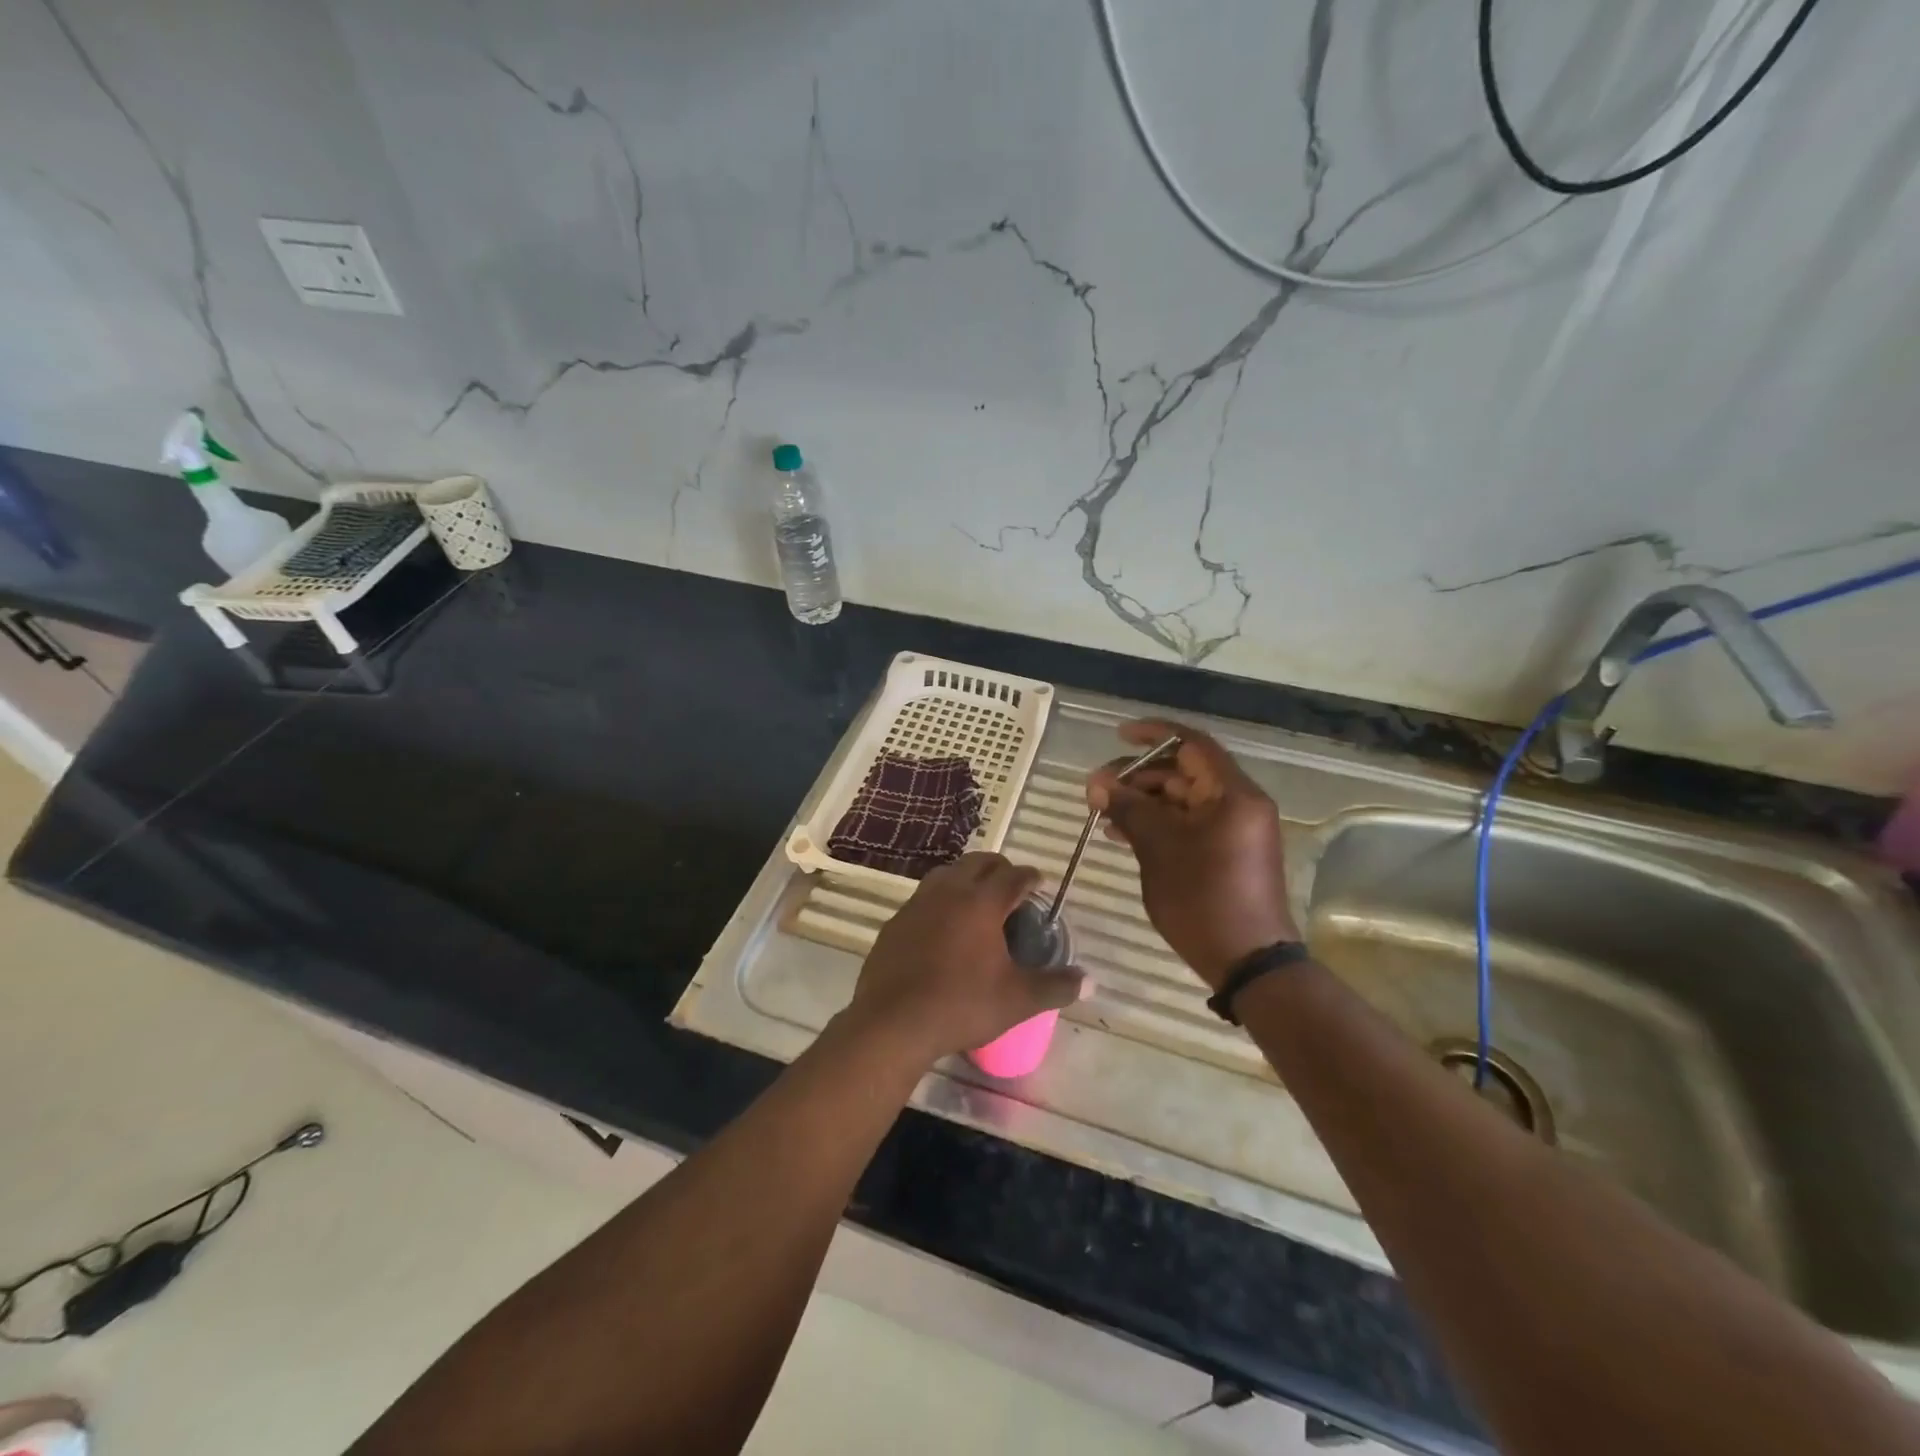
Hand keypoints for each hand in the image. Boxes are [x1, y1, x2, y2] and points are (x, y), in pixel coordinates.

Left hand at [844, 853, 1085, 1063]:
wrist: (892, 1022)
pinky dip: (940, 899)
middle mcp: (949, 892)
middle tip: (1012, 887)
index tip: (1038, 883)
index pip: (1012, 875)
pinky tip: (943, 925)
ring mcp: (917, 904)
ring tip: (978, 899)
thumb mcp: (1017, 1000)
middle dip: (999, 868)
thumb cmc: (961, 1005)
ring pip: (947, 874)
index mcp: (982, 902)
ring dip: (966, 878)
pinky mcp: (896, 921)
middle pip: (978, 863)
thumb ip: (1056, 987)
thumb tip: (1090, 982)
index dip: (1029, 877)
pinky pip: (924, 897)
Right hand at [1087, 719, 1298, 989]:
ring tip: (1102, 813)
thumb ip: (1128, 808)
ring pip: (1182, 800)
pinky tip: (1121, 834)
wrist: (1248, 962)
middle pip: (1184, 773)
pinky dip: (1157, 824)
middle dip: (1138, 776)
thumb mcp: (1159, 849)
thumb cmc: (1204, 899)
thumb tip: (1096, 783)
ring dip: (1143, 802)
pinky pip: (1188, 824)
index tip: (1117, 736)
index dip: (1153, 734)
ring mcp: (1233, 830)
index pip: (1192, 744)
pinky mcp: (1226, 853)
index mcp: (1233, 794)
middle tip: (1098, 789)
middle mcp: (1238, 804)